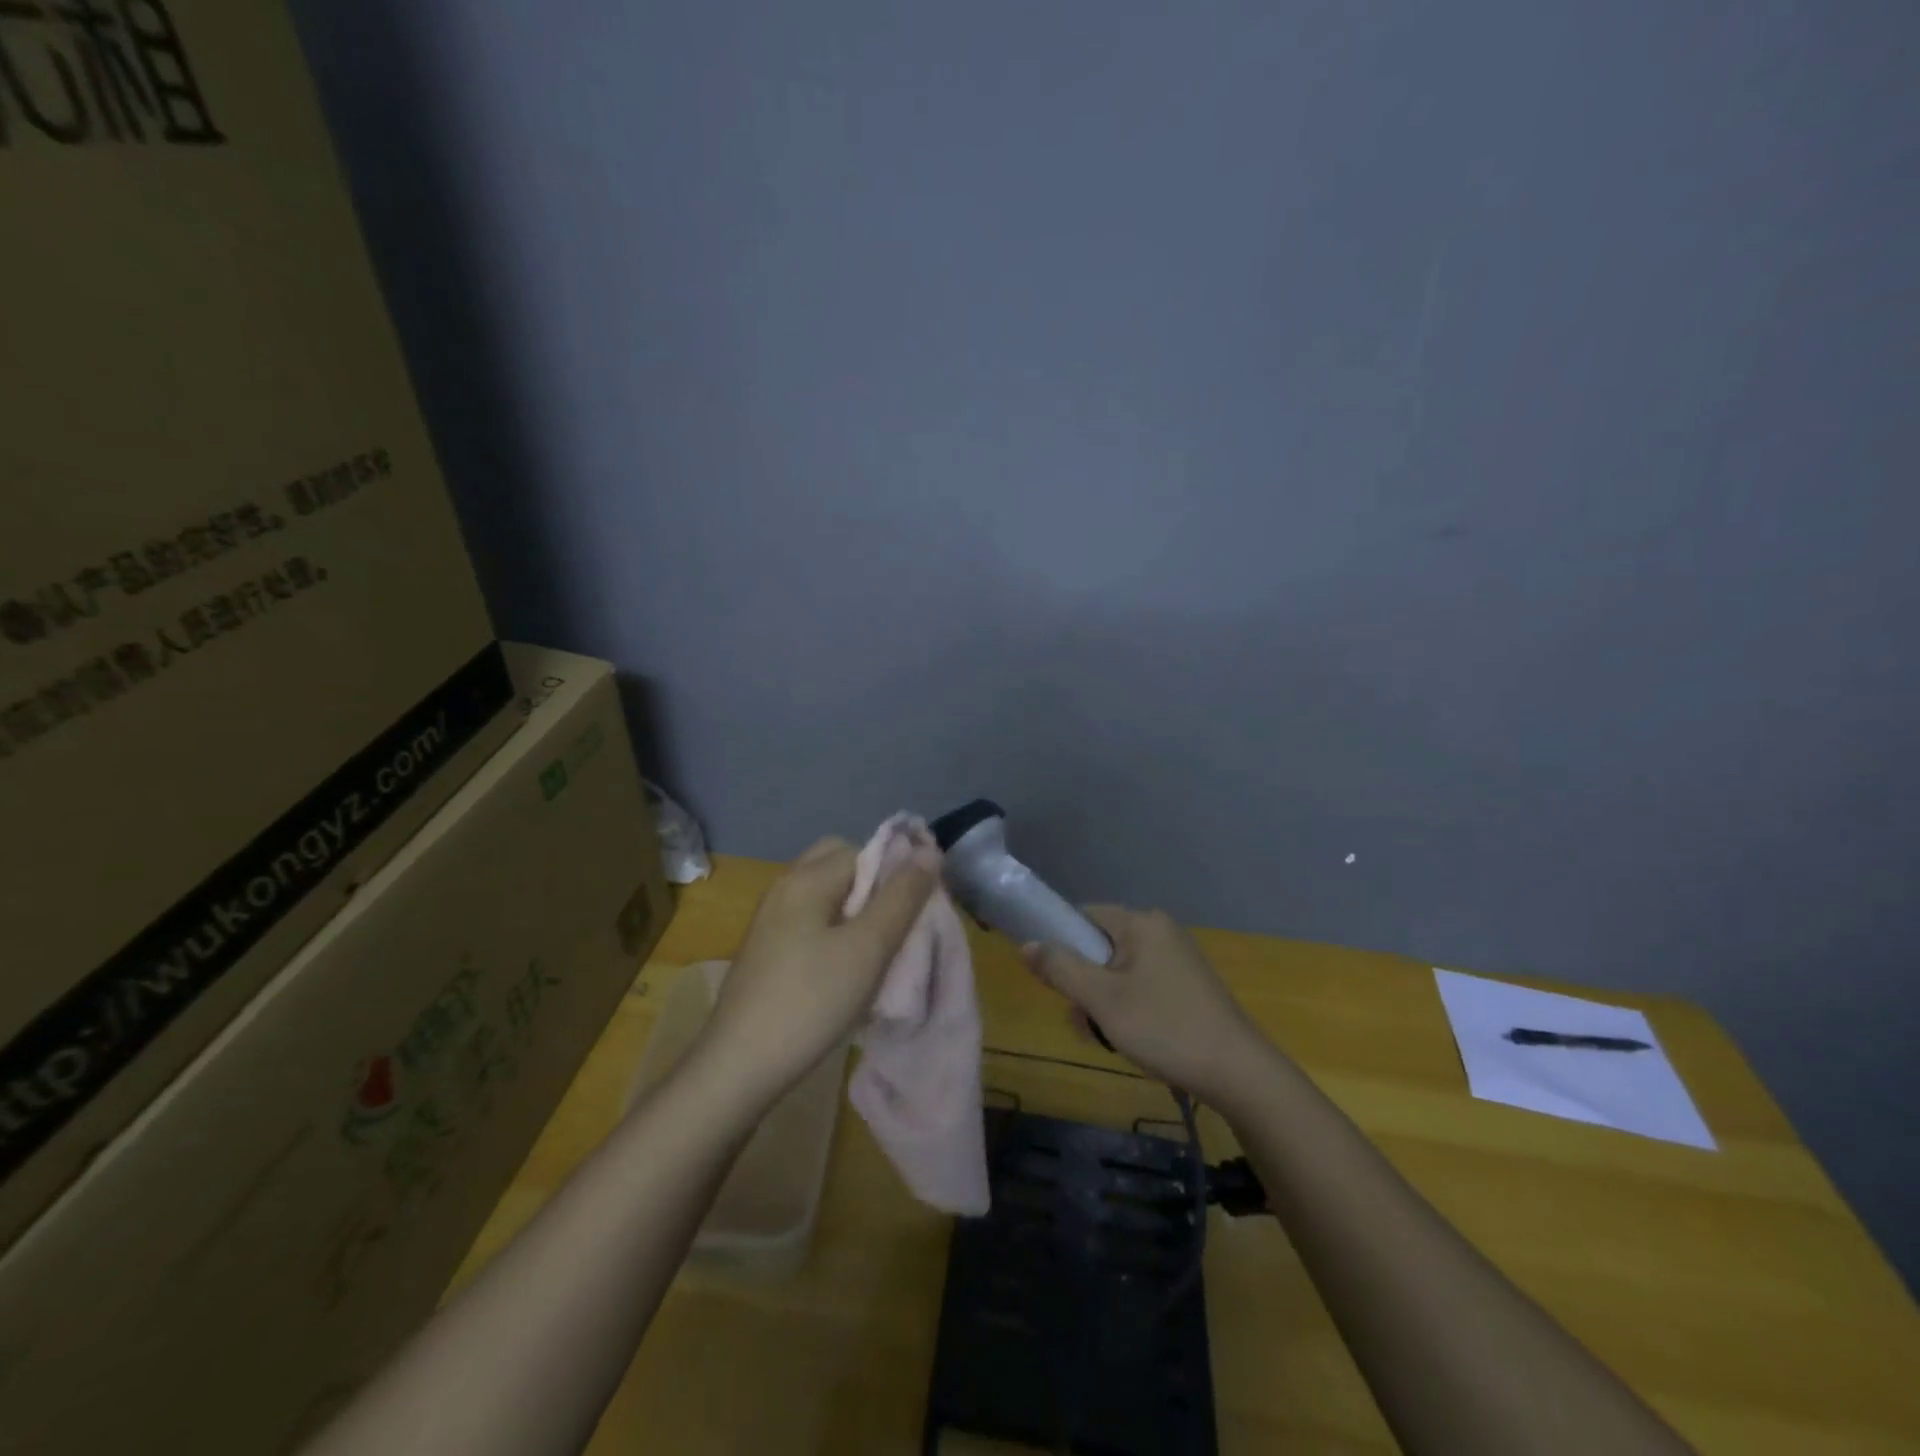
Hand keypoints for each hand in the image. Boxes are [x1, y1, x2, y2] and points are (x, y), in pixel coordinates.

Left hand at [698, 837, 938, 1108]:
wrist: (738, 1067)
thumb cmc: (810, 1002)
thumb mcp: (868, 949)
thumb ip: (901, 897)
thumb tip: (928, 851)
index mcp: (807, 878)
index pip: (864, 849)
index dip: (896, 872)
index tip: (915, 909)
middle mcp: (784, 887)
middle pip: (840, 864)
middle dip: (873, 885)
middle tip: (894, 926)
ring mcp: (770, 919)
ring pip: (826, 893)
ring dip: (856, 911)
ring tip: (876, 951)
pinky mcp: (766, 949)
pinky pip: (809, 919)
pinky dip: (834, 930)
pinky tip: (844, 969)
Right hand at [1023, 906, 1268, 1105]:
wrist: (1238, 1072)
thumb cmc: (1164, 1028)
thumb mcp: (1101, 1000)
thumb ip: (1060, 968)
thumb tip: (1026, 944)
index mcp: (1140, 923)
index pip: (1082, 916)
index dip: (1060, 945)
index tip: (1054, 984)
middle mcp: (1160, 930)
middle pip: (1099, 946)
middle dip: (1083, 984)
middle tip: (1085, 1022)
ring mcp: (1177, 957)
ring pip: (1118, 970)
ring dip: (1103, 1001)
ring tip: (1107, 1038)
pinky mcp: (1188, 983)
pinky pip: (1141, 984)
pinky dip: (1127, 1007)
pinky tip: (1131, 1039)